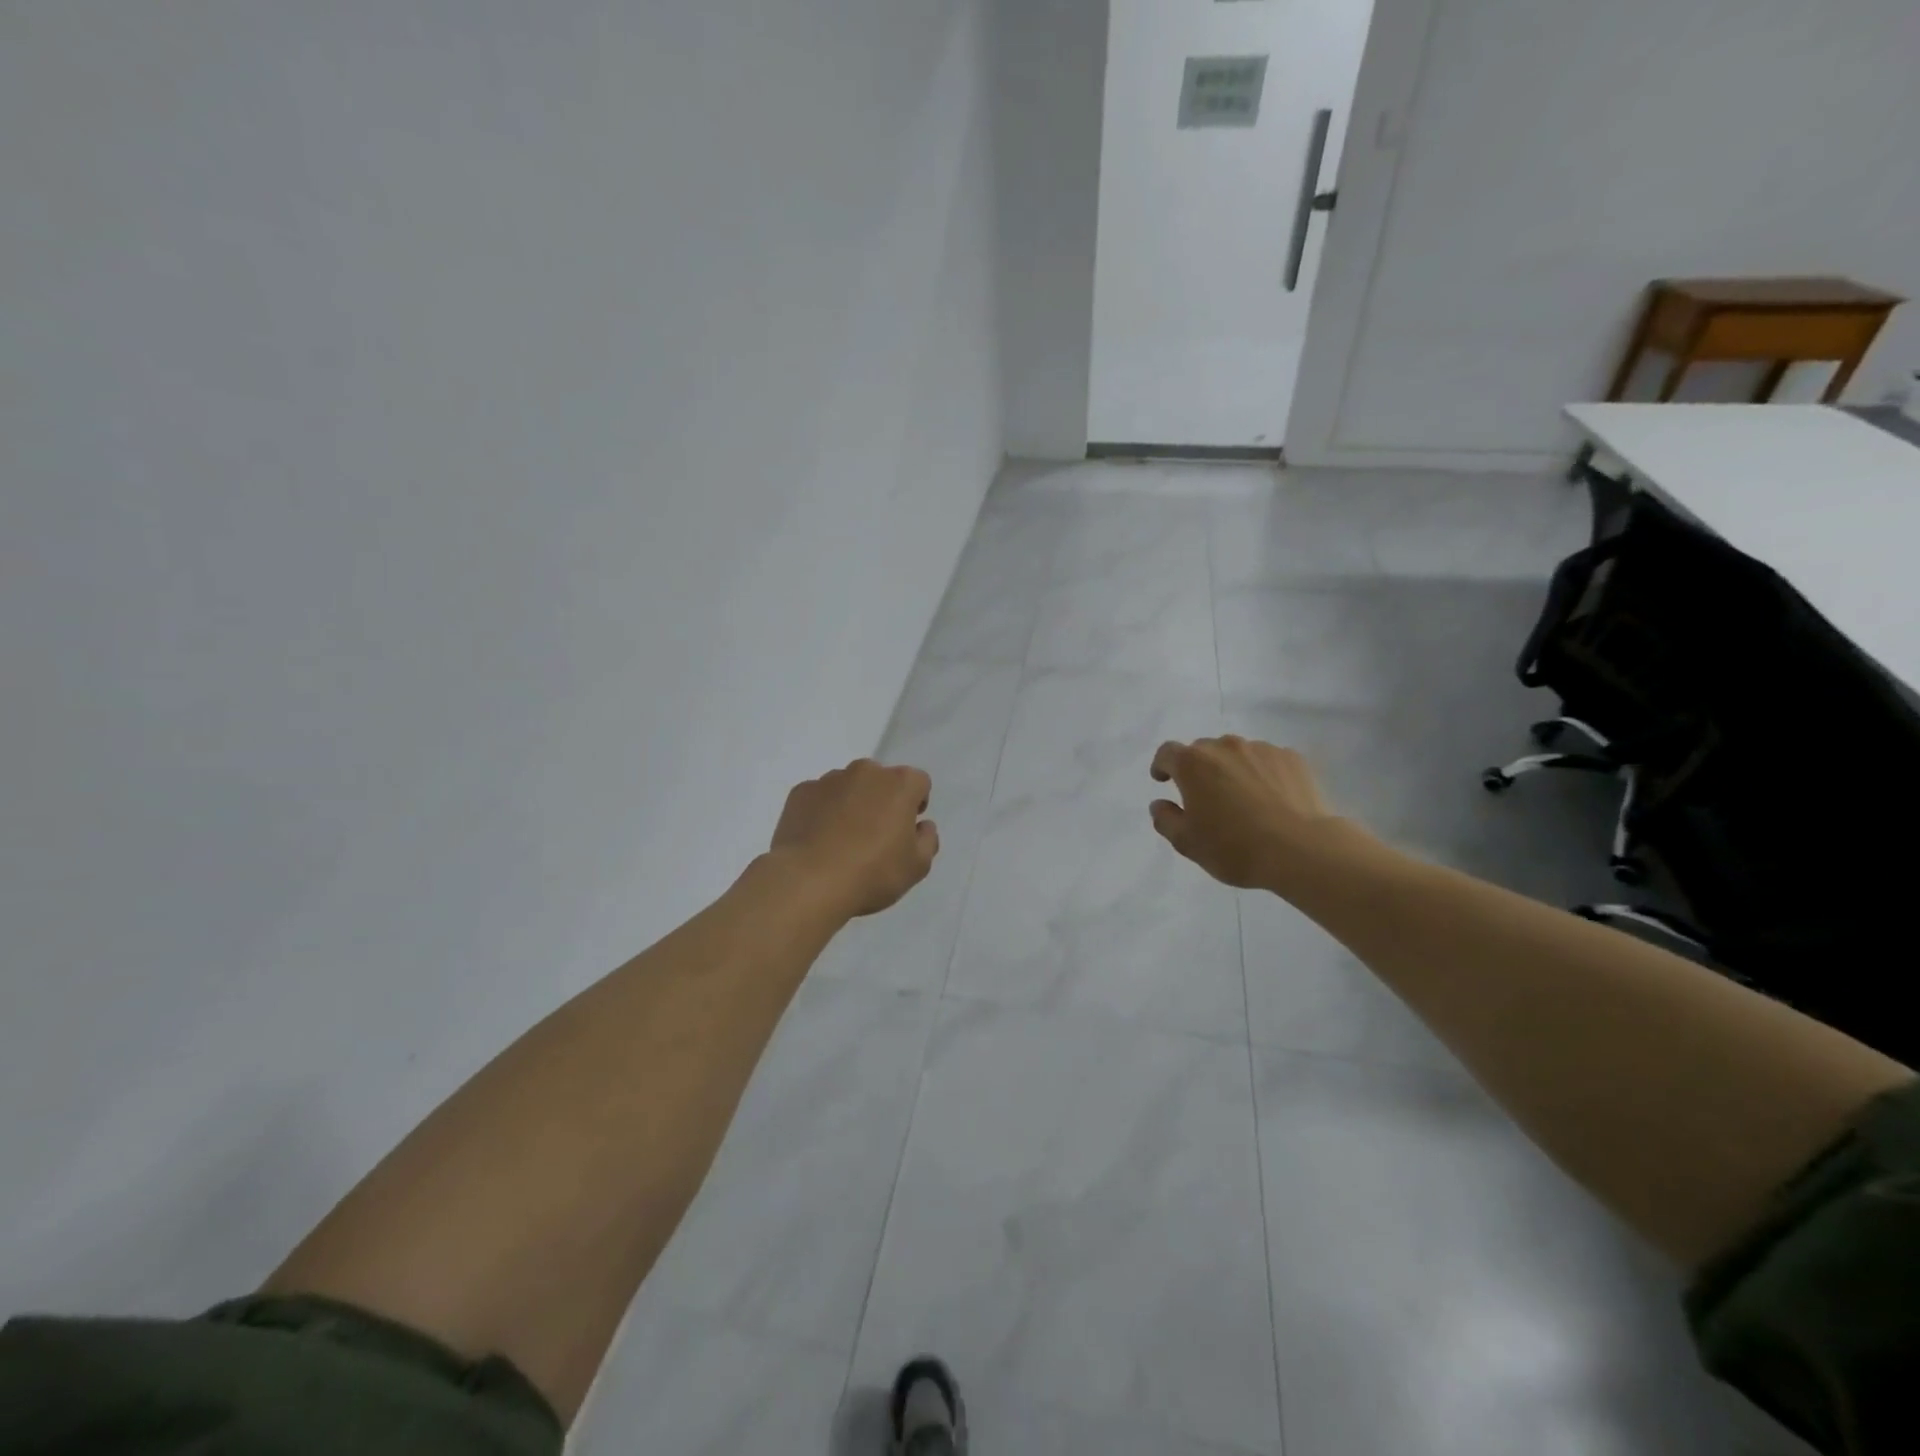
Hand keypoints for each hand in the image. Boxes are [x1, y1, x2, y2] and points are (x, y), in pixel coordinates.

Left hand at [770, 759, 938, 917]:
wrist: (809, 882)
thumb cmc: (872, 872)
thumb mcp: (917, 867)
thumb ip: (927, 840)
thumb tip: (922, 825)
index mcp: (900, 783)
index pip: (918, 783)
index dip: (915, 804)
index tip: (906, 829)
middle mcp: (865, 771)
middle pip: (881, 780)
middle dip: (881, 800)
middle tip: (875, 836)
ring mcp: (829, 779)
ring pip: (848, 787)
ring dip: (851, 804)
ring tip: (841, 841)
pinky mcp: (800, 792)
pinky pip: (818, 798)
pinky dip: (821, 812)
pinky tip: (817, 841)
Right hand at [1149, 735, 1365, 892]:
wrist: (1302, 850)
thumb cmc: (1235, 847)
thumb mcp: (1187, 843)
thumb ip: (1165, 820)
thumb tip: (1160, 804)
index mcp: (1193, 764)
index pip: (1167, 753)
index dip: (1162, 765)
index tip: (1163, 780)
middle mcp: (1225, 747)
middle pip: (1202, 751)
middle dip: (1198, 769)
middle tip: (1205, 797)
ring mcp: (1261, 749)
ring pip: (1236, 754)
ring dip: (1231, 769)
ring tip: (1242, 798)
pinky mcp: (1291, 758)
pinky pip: (1266, 761)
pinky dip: (1261, 773)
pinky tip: (1271, 798)